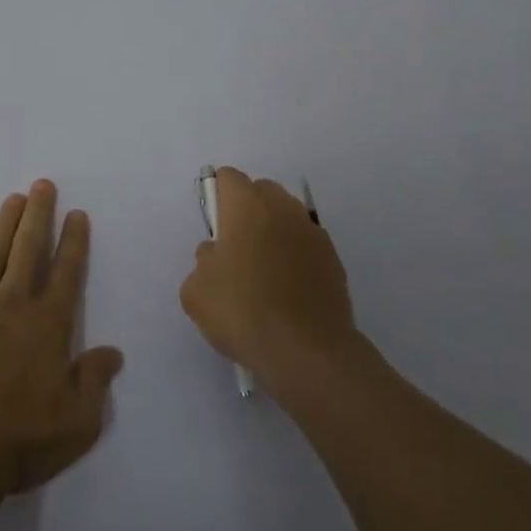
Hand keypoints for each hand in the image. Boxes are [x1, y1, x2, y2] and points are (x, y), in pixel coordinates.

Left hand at [0, 181, 125, 515]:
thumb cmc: (23, 438)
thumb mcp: (79, 420)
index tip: (76, 214)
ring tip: (13, 199)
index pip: (66, 272)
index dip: (73, 241)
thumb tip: (113, 353)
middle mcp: (14, 304)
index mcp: (49, 323)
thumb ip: (95, 380)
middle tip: (42, 185)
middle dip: (39, 215)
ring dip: (4, 225)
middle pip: (29, 249)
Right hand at [179, 167, 359, 387]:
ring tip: (264, 272)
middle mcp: (282, 208)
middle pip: (261, 191)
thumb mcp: (196, 292)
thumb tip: (217, 254)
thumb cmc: (243, 312)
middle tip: (236, 248)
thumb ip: (203, 262)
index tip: (214, 227)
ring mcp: (313, 232)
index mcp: (246, 205)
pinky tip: (288, 291)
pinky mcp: (334, 260)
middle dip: (248, 209)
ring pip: (287, 216)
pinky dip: (296, 257)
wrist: (308, 352)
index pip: (229, 178)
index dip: (218, 196)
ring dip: (274, 231)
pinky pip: (306, 245)